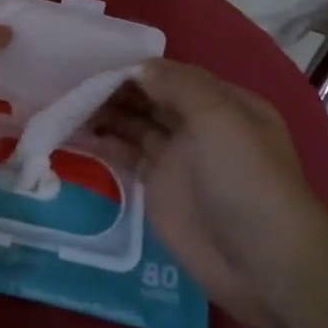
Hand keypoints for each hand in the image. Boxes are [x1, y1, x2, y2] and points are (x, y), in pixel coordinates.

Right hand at [94, 60, 327, 327]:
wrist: (261, 263)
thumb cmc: (244, 180)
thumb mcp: (219, 118)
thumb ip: (178, 85)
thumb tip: (138, 68)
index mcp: (223, 102)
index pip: (171, 75)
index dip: (135, 69)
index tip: (94, 64)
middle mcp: (200, 125)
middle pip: (150, 98)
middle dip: (115, 90)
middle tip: (71, 84)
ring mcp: (178, 158)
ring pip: (135, 125)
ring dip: (104, 114)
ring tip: (66, 106)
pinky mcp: (159, 188)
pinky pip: (127, 156)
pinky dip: (104, 144)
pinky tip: (76, 134)